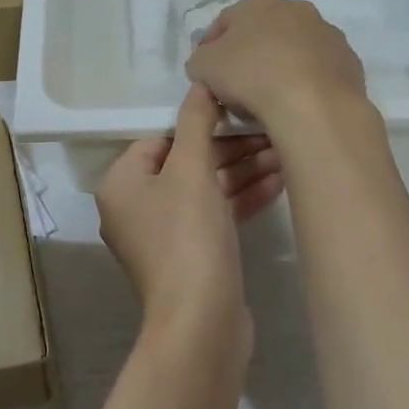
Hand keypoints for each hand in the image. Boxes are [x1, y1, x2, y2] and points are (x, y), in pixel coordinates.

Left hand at [95, 85, 283, 335]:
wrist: (201, 324)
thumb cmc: (187, 236)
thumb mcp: (191, 170)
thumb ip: (196, 122)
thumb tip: (199, 83)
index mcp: (122, 183)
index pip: (160, 139)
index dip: (199, 126)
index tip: (237, 117)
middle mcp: (136, 207)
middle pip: (186, 164)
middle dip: (230, 150)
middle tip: (272, 136)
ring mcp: (163, 236)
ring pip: (205, 190)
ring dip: (243, 172)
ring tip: (285, 155)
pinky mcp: (191, 257)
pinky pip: (215, 215)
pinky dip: (242, 200)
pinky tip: (279, 183)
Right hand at [185, 0, 367, 133]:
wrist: (314, 107)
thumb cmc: (251, 76)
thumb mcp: (202, 67)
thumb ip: (199, 60)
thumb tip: (205, 64)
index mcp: (259, 3)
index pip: (224, 22)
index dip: (210, 48)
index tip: (205, 74)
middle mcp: (297, 9)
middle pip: (263, 33)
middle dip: (249, 55)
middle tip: (237, 87)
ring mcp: (328, 34)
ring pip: (294, 50)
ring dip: (281, 67)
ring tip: (269, 100)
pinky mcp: (350, 62)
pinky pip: (318, 71)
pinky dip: (306, 83)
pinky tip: (297, 105)